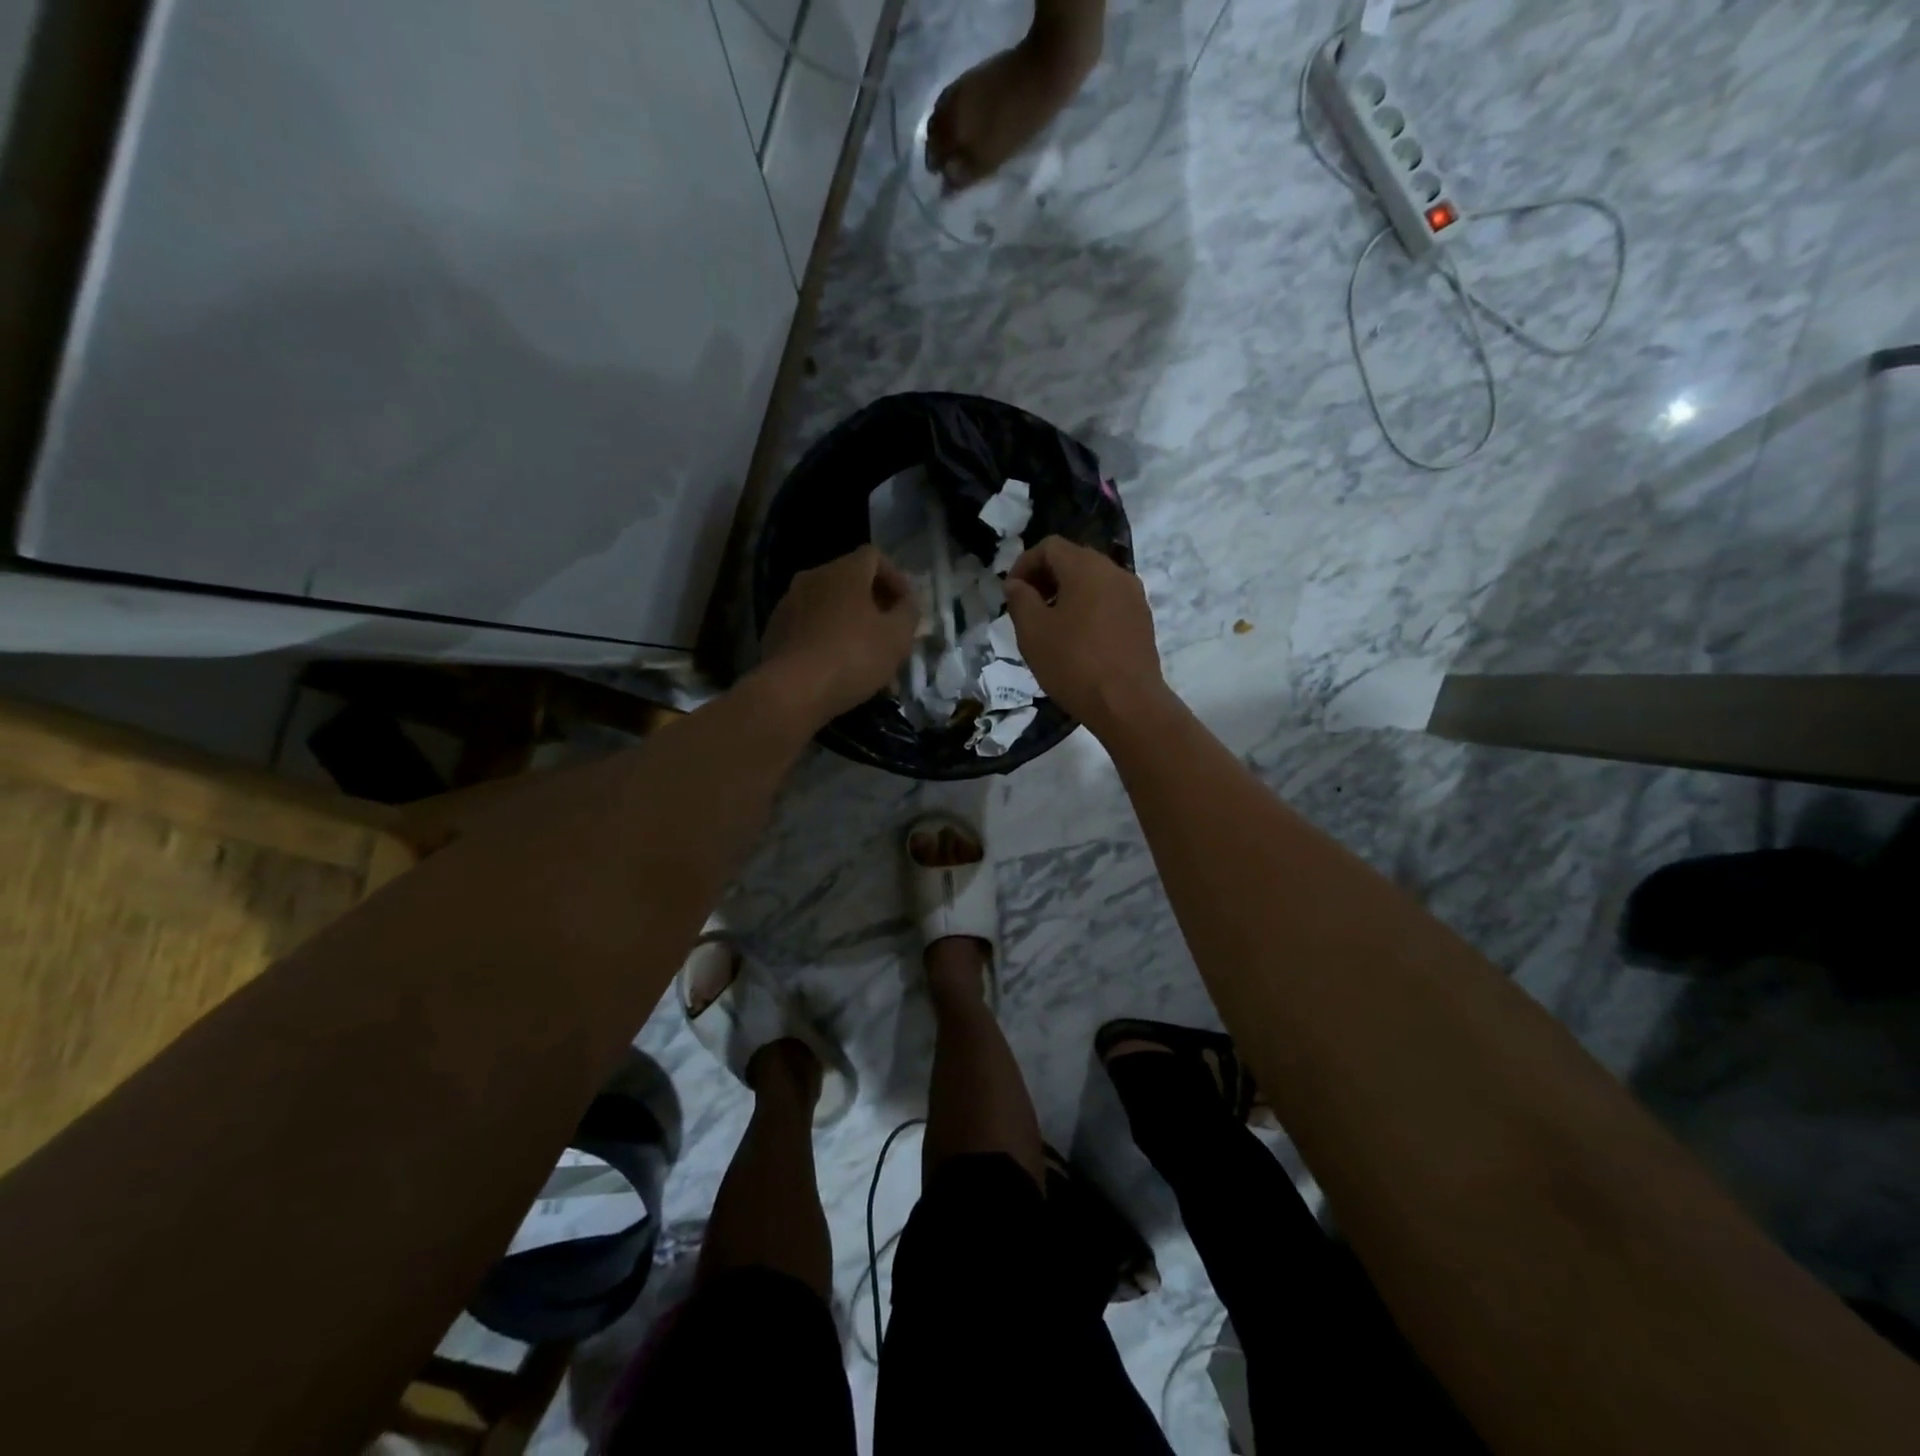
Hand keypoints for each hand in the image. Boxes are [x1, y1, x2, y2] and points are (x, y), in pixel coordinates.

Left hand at [758, 545, 917, 726]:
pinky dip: (831, 642)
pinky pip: (812, 629)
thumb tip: (907, 603)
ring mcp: (789, 604)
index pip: (874, 556)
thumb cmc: (853, 656)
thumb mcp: (897, 637)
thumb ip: (909, 613)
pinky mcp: (775, 631)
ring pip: (832, 610)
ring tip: (870, 663)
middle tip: (892, 636)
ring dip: (854, 629)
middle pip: (851, 583)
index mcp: (843, 571)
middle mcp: (813, 578)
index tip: (907, 607)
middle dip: (876, 608)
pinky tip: (842, 672)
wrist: (792, 691)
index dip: (896, 578)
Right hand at [1002, 536, 1166, 736]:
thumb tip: (1016, 584)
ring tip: (1050, 625)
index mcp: (1086, 567)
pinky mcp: (1142, 619)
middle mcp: (1114, 572)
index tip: (1011, 592)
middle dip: (1046, 577)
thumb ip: (1020, 600)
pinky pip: (1109, 601)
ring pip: (1093, 581)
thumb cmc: (1074, 664)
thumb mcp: (1033, 632)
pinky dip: (1088, 608)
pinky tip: (1077, 639)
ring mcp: (1133, 595)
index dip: (1024, 564)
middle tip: (1027, 607)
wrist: (1128, 703)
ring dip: (1067, 594)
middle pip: (1074, 560)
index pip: (1050, 547)